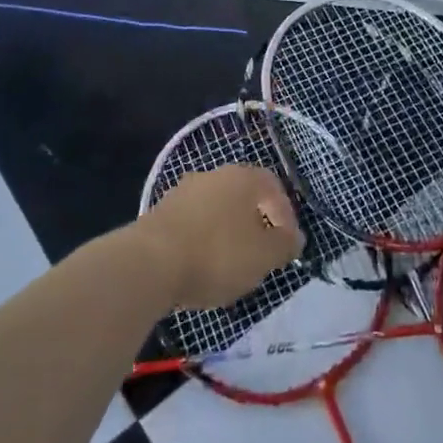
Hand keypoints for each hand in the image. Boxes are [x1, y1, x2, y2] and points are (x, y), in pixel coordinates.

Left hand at [137, 164, 304, 309]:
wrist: (148, 264)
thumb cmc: (217, 254)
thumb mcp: (264, 256)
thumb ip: (285, 245)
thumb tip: (294, 237)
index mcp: (242, 177)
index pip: (273, 187)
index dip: (285, 214)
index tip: (286, 244)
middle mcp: (212, 175)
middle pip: (242, 196)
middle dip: (254, 224)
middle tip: (259, 255)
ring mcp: (182, 192)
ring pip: (215, 210)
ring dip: (226, 233)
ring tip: (229, 266)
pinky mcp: (158, 214)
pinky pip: (191, 224)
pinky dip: (201, 241)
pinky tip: (199, 267)